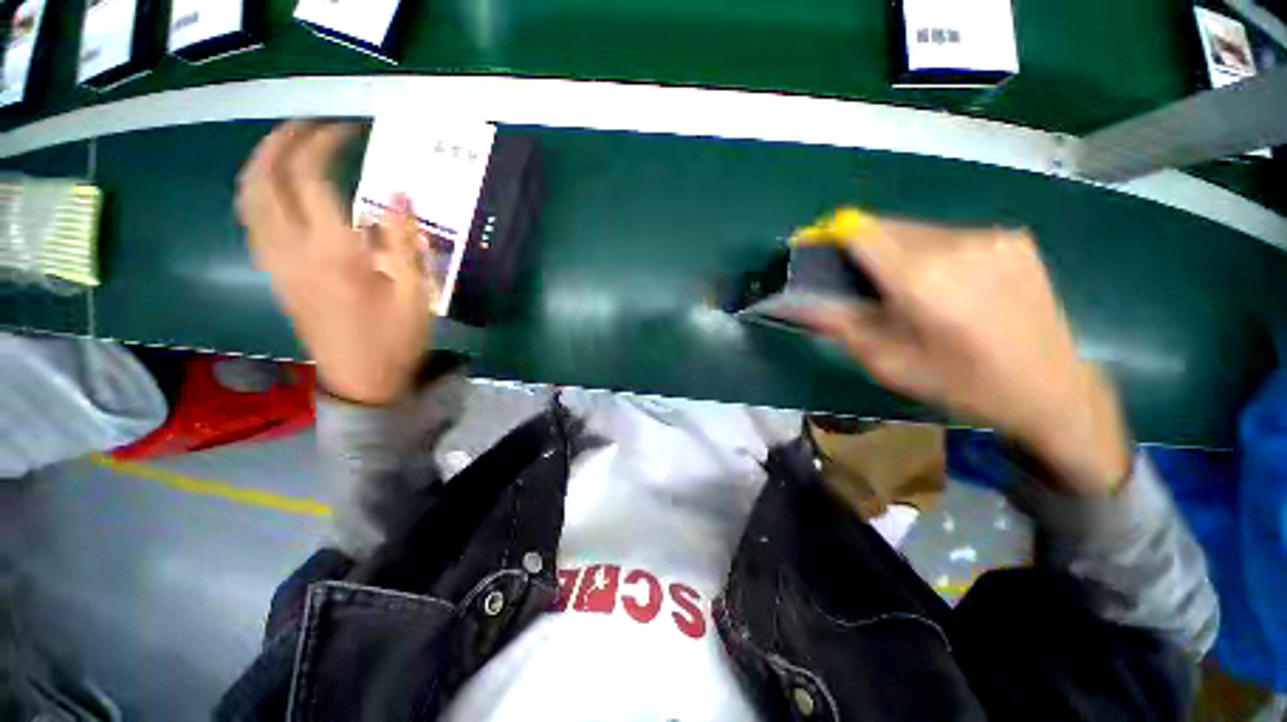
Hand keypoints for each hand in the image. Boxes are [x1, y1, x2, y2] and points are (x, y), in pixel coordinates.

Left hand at [237, 122, 434, 405]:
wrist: (360, 380)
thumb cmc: (395, 339)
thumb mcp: (414, 292)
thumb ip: (404, 240)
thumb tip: (399, 194)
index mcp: (332, 252)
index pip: (312, 176)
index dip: (325, 143)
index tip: (349, 129)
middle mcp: (291, 249)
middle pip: (264, 178)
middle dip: (281, 140)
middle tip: (310, 125)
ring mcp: (275, 262)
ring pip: (248, 198)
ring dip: (261, 161)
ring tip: (287, 145)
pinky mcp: (274, 274)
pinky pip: (252, 220)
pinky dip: (258, 191)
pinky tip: (278, 188)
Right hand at [795, 218, 1130, 494]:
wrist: (1051, 388)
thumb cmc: (961, 385)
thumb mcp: (889, 364)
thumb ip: (839, 325)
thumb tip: (794, 302)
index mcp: (923, 280)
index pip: (862, 232)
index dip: (832, 236)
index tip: (818, 251)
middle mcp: (957, 245)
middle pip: (886, 226)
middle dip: (863, 248)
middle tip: (864, 285)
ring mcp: (991, 236)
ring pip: (917, 229)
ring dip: (898, 251)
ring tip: (909, 290)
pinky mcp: (1013, 237)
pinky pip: (949, 235)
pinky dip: (931, 253)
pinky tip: (947, 285)